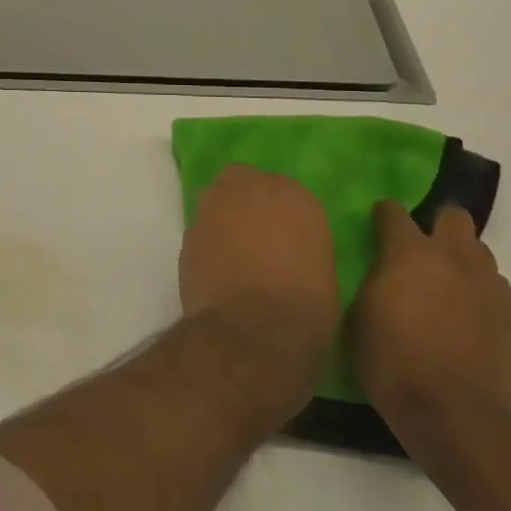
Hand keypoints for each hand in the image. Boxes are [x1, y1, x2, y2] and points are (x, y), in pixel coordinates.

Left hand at [179, 165, 339, 411]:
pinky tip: (215, 268)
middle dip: (244, 199)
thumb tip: (285, 246)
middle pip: (241, 179)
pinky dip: (207, 242)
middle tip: (252, 231)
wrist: (257, 331)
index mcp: (294, 195)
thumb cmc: (306, 307)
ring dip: (222, 216)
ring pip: (215, 199)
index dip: (278, 210)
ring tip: (231, 250)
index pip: (281, 187)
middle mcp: (250, 189)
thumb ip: (300, 241)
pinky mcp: (188, 232)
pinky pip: (200, 229)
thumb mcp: (322, 268)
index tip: (281, 231)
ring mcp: (214, 208)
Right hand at [352, 200, 510, 454]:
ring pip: (478, 250)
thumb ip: (373, 279)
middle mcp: (452, 257)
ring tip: (442, 281)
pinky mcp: (508, 315)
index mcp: (409, 252)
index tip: (373, 226)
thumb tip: (380, 268)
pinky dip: (477, 289)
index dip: (382, 215)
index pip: (393, 212)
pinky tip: (462, 310)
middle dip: (436, 224)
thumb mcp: (360, 314)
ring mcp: (486, 285)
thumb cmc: (392, 360)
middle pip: (454, 216)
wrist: (454, 414)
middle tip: (418, 249)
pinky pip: (492, 285)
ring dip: (460, 257)